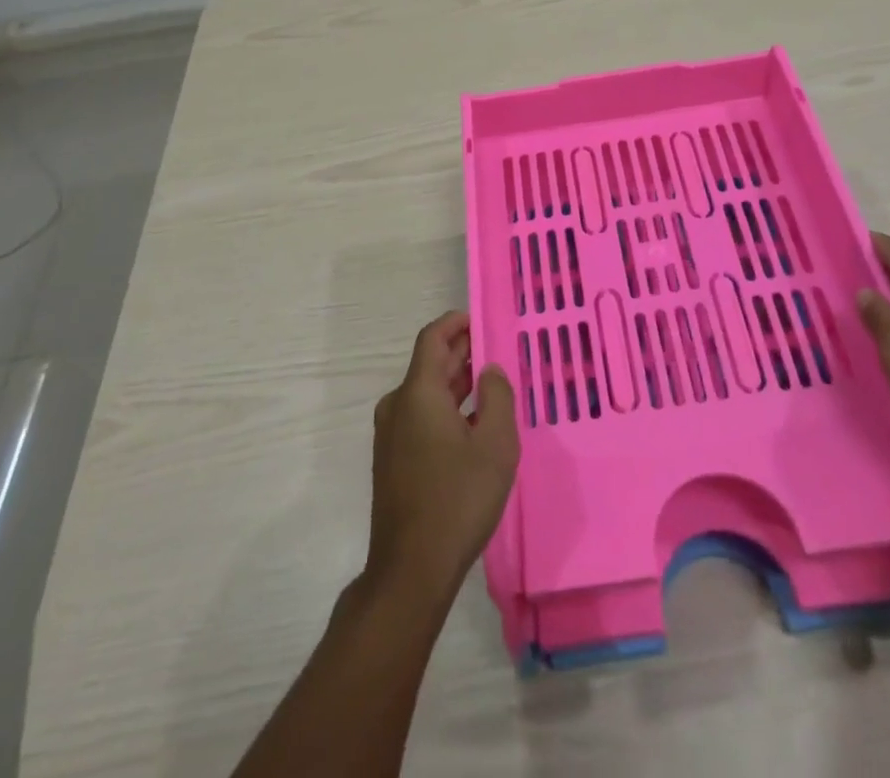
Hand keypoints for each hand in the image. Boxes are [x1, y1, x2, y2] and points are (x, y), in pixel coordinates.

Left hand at [366, 312, 519, 604]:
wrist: (411, 570)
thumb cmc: (458, 499)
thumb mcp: (495, 445)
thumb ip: (498, 397)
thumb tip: (489, 370)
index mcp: (418, 393)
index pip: (433, 338)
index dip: (457, 323)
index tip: (483, 320)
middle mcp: (398, 406)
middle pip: (429, 364)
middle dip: (462, 352)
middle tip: (496, 350)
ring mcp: (391, 435)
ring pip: (426, 393)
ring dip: (456, 383)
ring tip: (492, 385)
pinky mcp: (393, 460)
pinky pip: (421, 417)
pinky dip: (446, 408)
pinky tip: (473, 425)